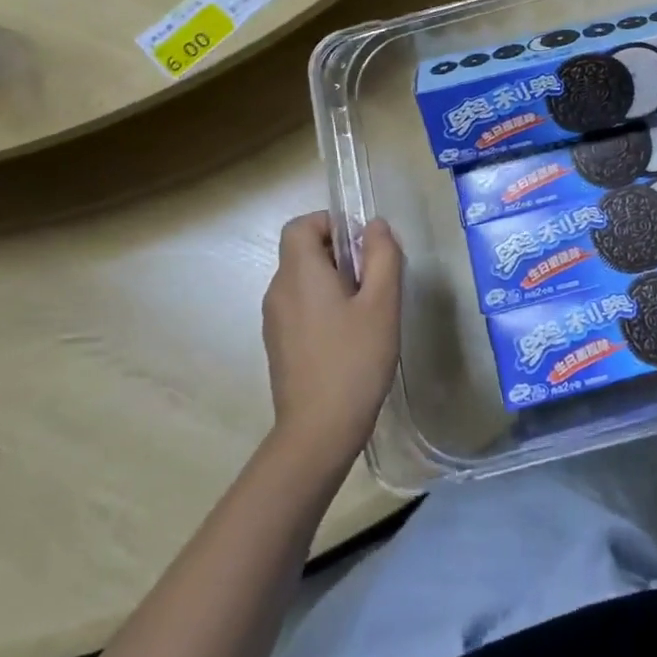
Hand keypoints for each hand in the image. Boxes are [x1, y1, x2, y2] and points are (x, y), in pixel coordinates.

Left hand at [261, 213, 402, 471]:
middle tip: (374, 280)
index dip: (331, 224)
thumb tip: (374, 225)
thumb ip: (382, 255)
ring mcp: (275, 320)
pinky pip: (300, 306)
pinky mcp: (279, 345)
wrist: (318, 432)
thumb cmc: (354, 360)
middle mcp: (278, 291)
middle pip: (303, 251)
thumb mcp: (382, 303)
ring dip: (334, 281)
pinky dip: (323, 305)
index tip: (362, 246)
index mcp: (299, 274)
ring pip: (303, 280)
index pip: (301, 225)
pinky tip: (349, 336)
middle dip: (339, 253)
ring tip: (367, 311)